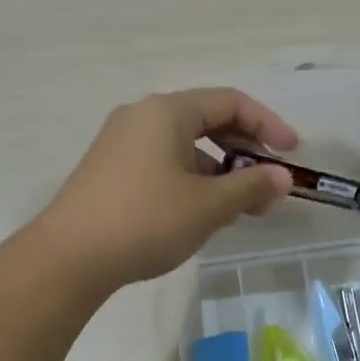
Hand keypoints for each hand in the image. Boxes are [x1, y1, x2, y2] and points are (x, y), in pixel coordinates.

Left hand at [37, 88, 297, 289]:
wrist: (67, 258)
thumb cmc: (145, 221)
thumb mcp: (207, 206)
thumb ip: (250, 186)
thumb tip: (282, 177)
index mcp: (166, 112)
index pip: (230, 102)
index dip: (268, 125)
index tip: (292, 154)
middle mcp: (142, 116)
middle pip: (207, 121)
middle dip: (244, 153)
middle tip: (268, 186)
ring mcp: (121, 142)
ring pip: (185, 146)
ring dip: (220, 171)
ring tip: (240, 209)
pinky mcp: (110, 169)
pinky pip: (163, 162)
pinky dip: (192, 180)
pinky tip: (201, 213)